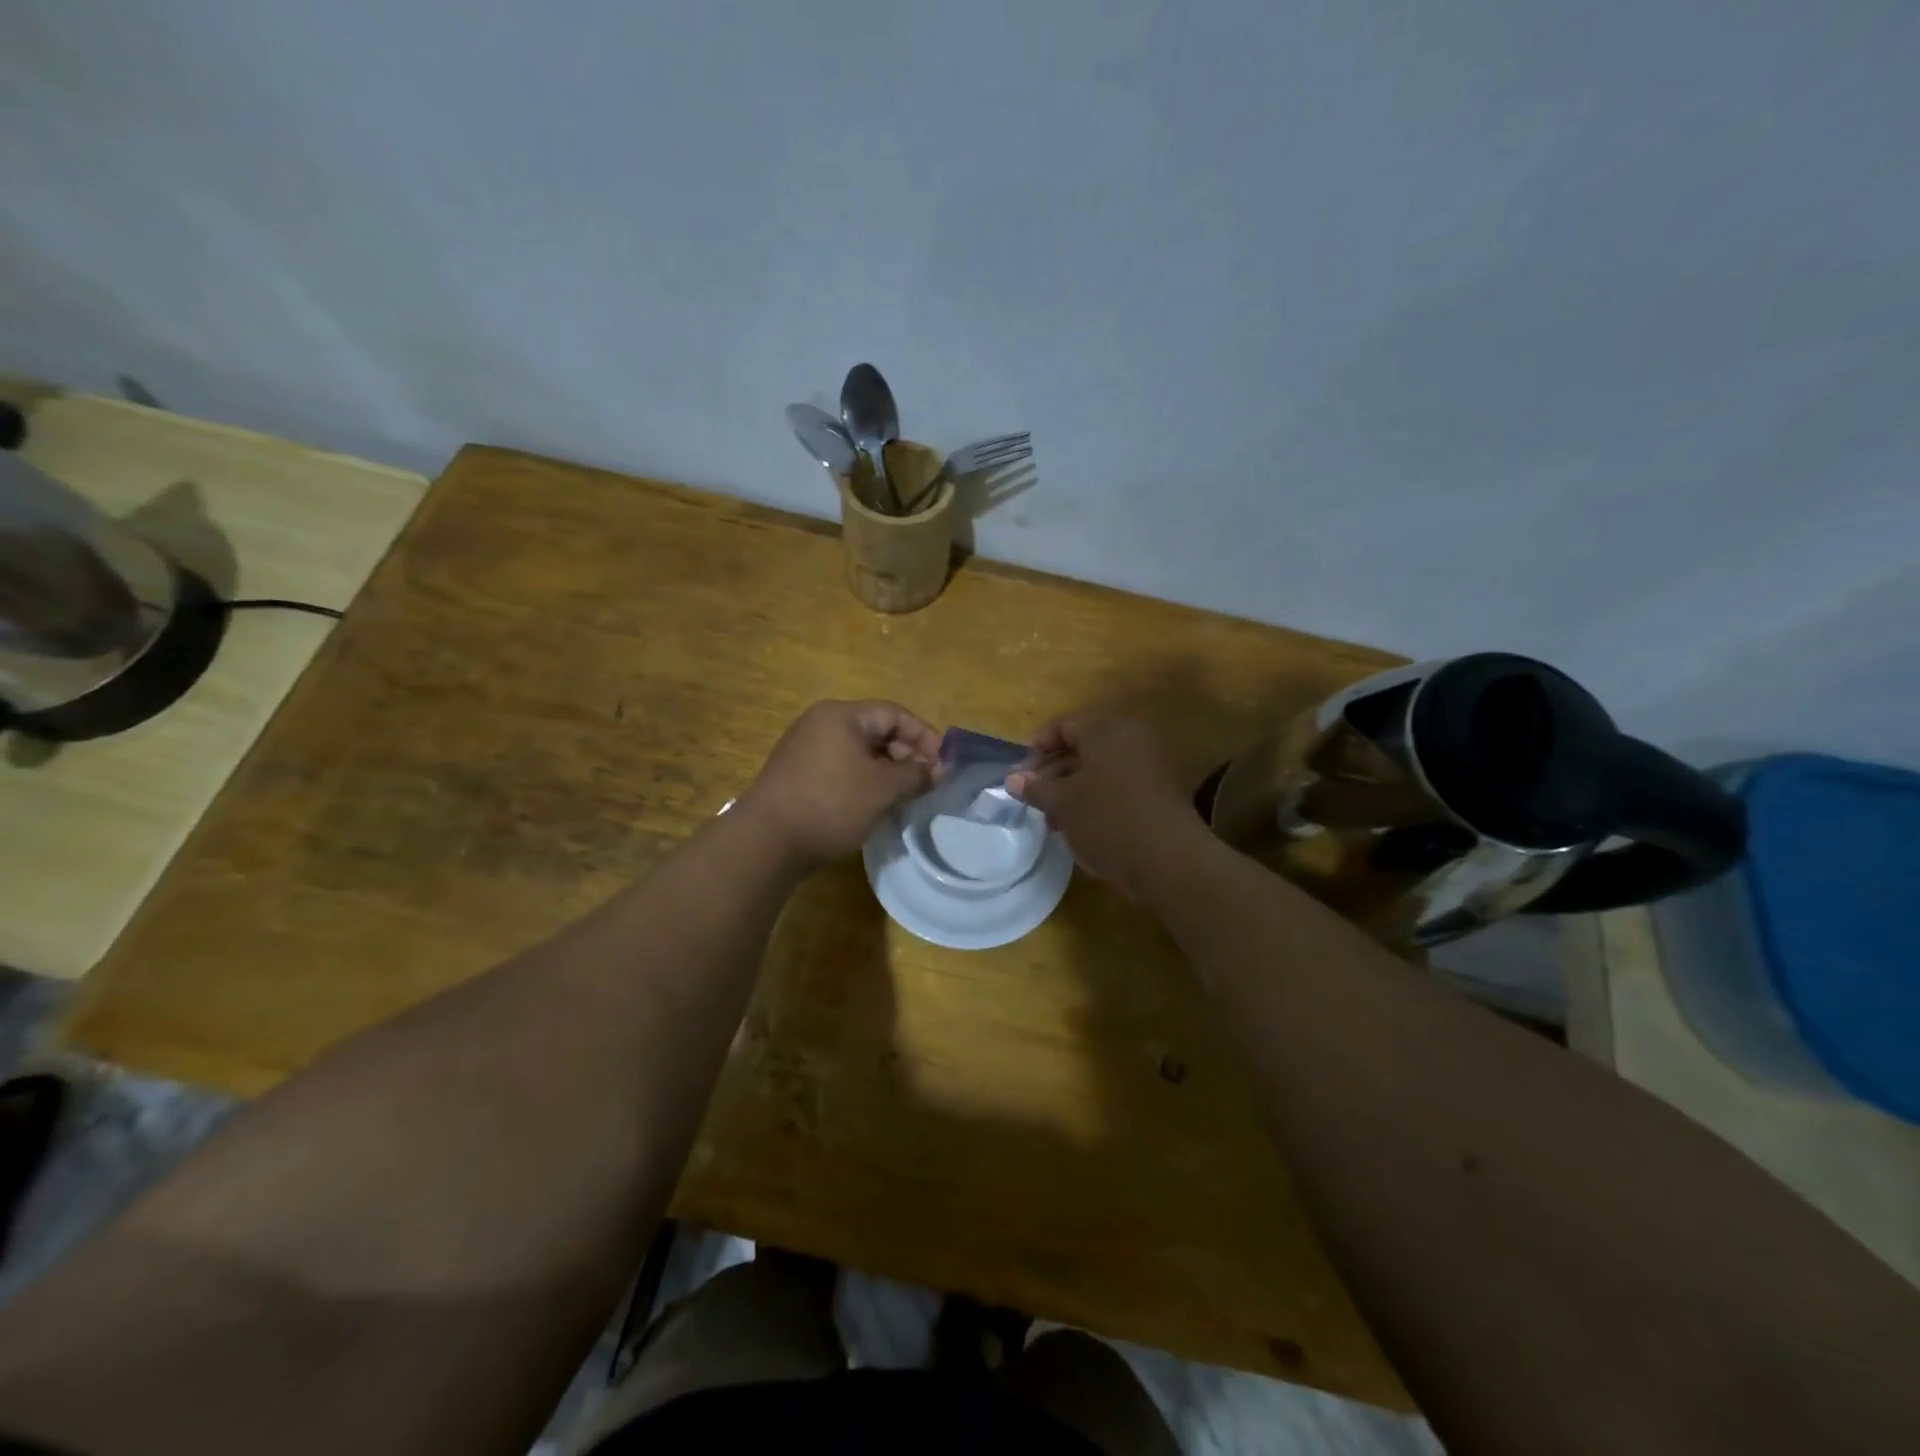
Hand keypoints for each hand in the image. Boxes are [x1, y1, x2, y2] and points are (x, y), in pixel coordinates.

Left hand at [741, 700, 940, 869]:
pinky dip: (864, 782)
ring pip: (860, 753)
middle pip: (877, 731)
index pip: (895, 714)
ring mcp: (806, 749)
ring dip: (887, 772)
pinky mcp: (798, 775)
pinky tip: (874, 807)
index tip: (944, 765)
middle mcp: (821, 724)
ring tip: (906, 798)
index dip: (925, 737)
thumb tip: (938, 770)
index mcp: (842, 715)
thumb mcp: (883, 789)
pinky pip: (842, 769)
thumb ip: (916, 775)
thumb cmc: (832, 804)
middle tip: (927, 785)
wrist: (767, 841)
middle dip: (907, 756)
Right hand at [1006, 715, 1209, 897]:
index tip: (1020, 772)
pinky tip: (1079, 826)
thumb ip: (1036, 787)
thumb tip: (1013, 779)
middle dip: (1053, 771)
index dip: (1037, 745)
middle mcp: (1131, 739)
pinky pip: (1118, 785)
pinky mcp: (1159, 792)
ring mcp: (1149, 765)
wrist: (1169, 861)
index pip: (1064, 725)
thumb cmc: (1107, 820)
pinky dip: (1095, 798)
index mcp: (1107, 730)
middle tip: (1032, 797)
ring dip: (1072, 789)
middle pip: (1082, 746)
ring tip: (1052, 818)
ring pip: (1099, 769)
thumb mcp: (1062, 803)